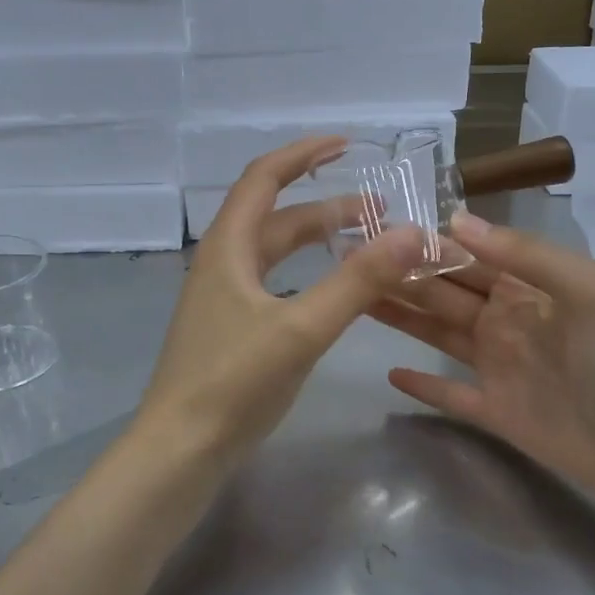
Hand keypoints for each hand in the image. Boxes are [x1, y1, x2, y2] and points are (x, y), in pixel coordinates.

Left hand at [132, 137, 428, 478]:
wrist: (180, 450)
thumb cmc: (233, 382)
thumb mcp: (301, 328)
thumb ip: (358, 281)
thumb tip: (413, 233)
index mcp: (228, 248)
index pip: (264, 178)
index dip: (303, 154)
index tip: (346, 144)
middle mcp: (222, 263)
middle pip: (277, 217)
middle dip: (327, 206)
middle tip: (380, 209)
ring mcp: (224, 298)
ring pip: (276, 253)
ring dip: (318, 241)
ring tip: (367, 242)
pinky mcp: (231, 329)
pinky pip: (275, 283)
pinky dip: (308, 273)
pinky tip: (333, 292)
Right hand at [370, 211, 594, 510]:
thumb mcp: (588, 289)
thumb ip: (526, 254)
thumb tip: (457, 221)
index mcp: (528, 287)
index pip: (468, 256)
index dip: (427, 243)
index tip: (379, 229)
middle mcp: (506, 320)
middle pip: (444, 292)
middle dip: (402, 275)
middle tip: (348, 261)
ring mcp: (497, 366)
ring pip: (438, 334)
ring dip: (401, 317)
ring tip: (355, 299)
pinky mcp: (492, 410)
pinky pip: (448, 393)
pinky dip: (421, 385)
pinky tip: (389, 372)